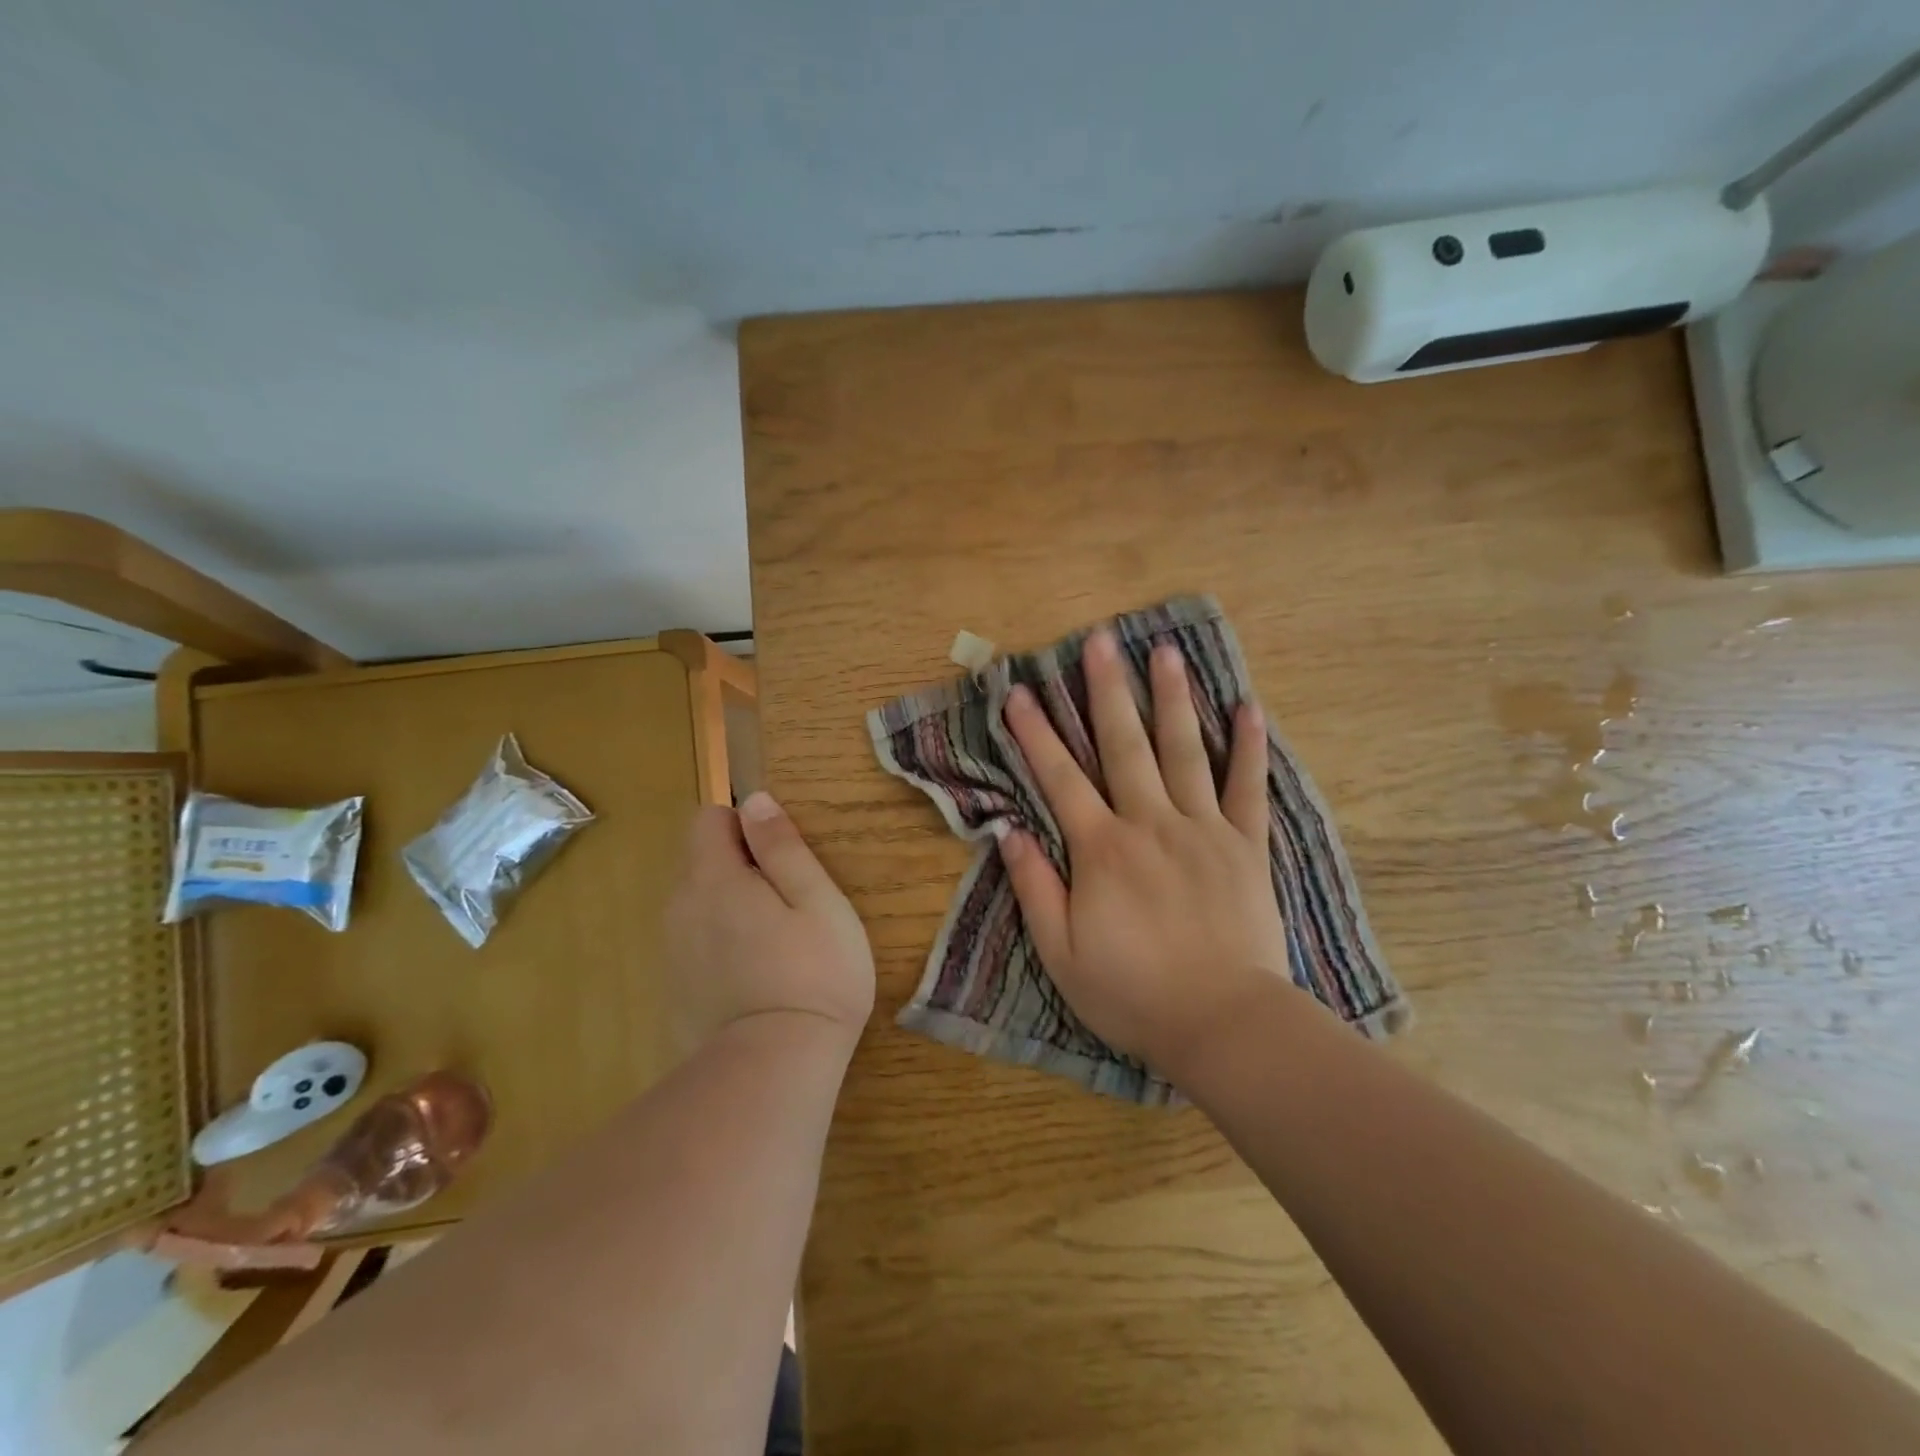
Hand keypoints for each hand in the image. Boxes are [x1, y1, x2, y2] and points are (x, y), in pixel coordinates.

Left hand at [665, 792, 875, 1055]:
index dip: (746, 826)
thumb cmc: (813, 974)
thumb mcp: (816, 899)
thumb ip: (783, 846)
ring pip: (700, 904)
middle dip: (741, 868)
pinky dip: (722, 945)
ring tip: (778, 945)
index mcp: (713, 878)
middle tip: (791, 907)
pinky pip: (697, 943)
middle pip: (703, 862)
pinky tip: (756, 978)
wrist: (774, 1070)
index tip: (782, 859)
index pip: (709, 820)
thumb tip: (755, 800)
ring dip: (732, 907)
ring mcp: (673, 953)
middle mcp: (680, 908)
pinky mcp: (675, 990)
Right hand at [999, 630, 1292, 1076]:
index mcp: (1102, 850)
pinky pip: (1248, 788)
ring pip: (1184, 751)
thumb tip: (1008, 830)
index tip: (1019, 692)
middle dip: (1106, 690)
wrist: (1223, 1024)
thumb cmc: (1132, 993)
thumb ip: (1034, 887)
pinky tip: (1248, 707)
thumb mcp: (1060, 953)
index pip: (1060, 778)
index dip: (1036, 733)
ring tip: (1164, 651)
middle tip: (1099, 640)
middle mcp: (1151, 824)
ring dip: (1171, 698)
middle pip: (1124, 745)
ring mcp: (1204, 830)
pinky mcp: (1246, 846)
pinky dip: (1248, 747)